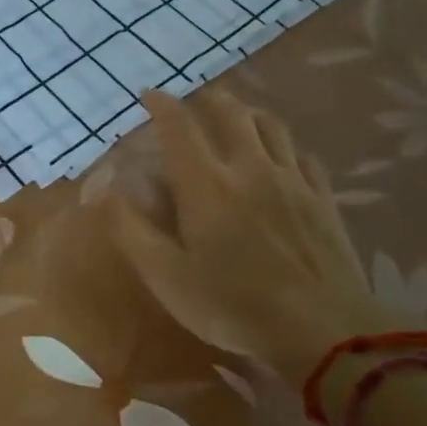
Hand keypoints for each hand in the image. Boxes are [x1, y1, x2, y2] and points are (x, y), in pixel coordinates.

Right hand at [108, 89, 410, 380]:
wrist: (323, 330)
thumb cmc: (233, 305)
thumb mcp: (166, 277)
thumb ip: (130, 230)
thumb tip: (103, 191)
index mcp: (206, 184)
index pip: (179, 125)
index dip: (161, 104)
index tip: (148, 95)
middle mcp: (249, 168)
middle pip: (230, 112)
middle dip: (206, 99)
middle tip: (193, 101)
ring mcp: (292, 180)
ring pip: (270, 125)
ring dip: (247, 112)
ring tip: (236, 116)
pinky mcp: (322, 199)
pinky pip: (302, 155)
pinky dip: (284, 146)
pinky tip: (282, 157)